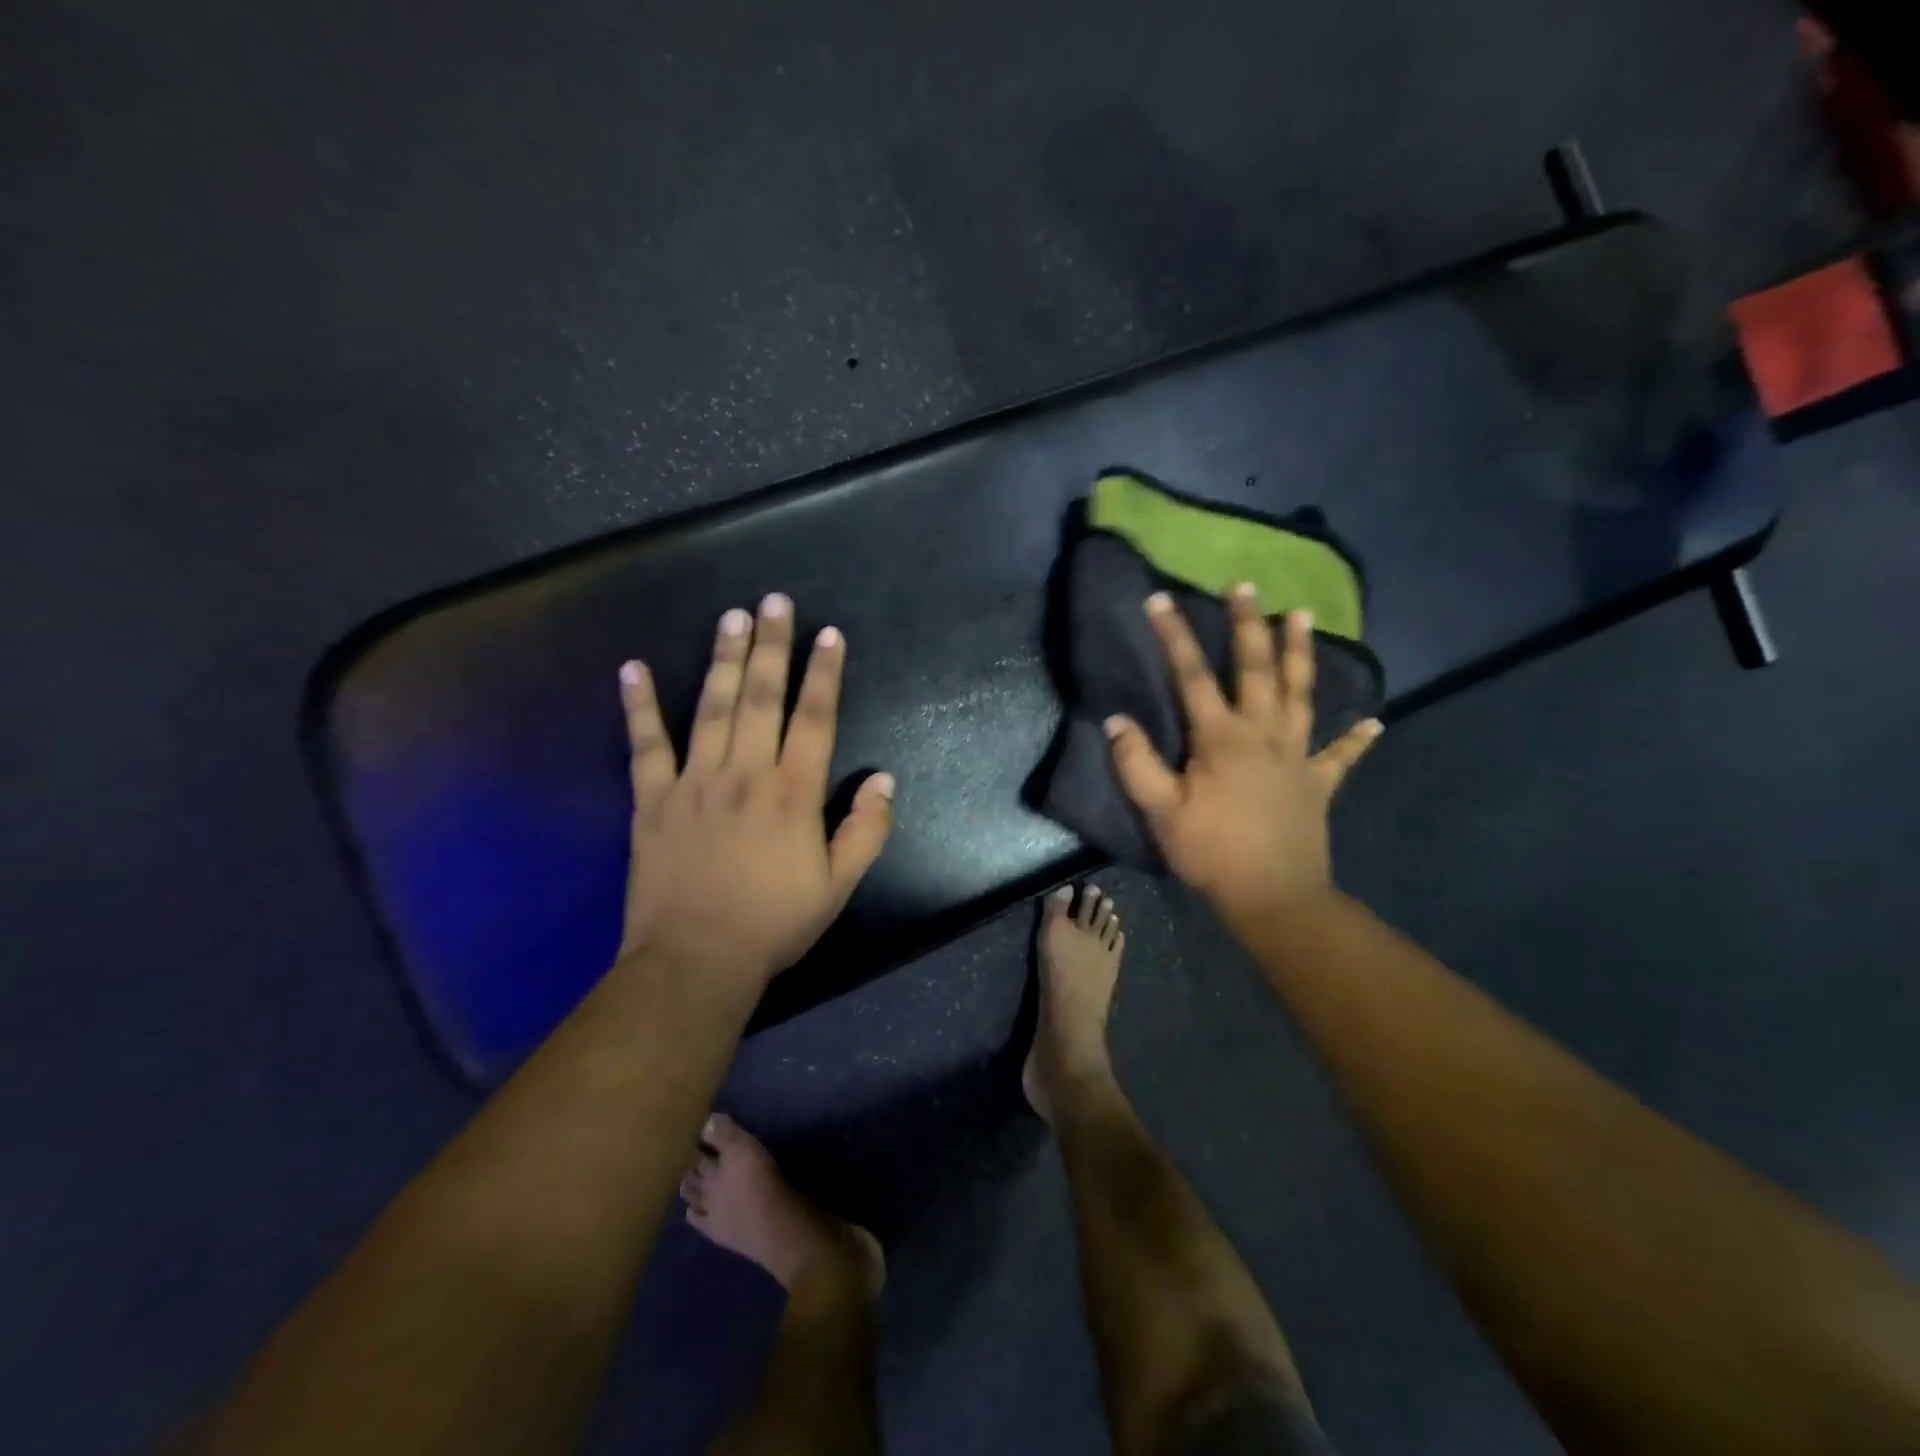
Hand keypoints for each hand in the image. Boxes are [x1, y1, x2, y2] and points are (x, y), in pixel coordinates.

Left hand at [616, 593, 894, 984]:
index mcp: (792, 793)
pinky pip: (645, 745)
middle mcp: (745, 773)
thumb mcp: (839, 886)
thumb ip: (866, 830)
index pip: (814, 718)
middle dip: (770, 645)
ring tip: (730, 617)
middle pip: (760, 697)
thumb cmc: (774, 924)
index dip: (823, 674)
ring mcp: (694, 782)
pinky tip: (631, 668)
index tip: (829, 635)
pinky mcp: (652, 800)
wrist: (694, 961)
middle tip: (773, 602)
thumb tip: (883, 779)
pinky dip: (638, 706)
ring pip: (710, 707)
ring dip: (721, 658)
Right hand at [1105, 588, 1381, 924]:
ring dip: (1301, 654)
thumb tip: (1115, 720)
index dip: (1175, 635)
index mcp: (1221, 738)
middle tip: (1246, 586)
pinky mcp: (1318, 783)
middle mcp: (1263, 734)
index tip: (1161, 599)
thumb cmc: (1212, 853)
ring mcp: (1296, 756)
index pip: (1192, 676)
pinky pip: (1340, 756)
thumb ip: (1136, 764)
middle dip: (1248, 625)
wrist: (1274, 898)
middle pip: (1257, 669)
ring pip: (1301, 694)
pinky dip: (1356, 739)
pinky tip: (1374, 723)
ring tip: (1303, 615)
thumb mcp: (1160, 812)